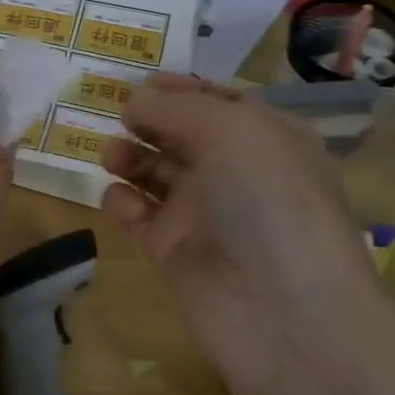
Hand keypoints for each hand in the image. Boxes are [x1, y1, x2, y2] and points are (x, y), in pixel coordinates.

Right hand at [101, 75, 381, 386]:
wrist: (283, 311)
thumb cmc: (268, 202)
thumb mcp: (231, 131)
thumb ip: (175, 109)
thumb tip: (133, 103)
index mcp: (263, 137)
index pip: (215, 101)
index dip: (177, 89)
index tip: (137, 83)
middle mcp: (233, 171)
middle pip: (177, 133)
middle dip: (146, 121)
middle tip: (116, 117)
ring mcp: (201, 212)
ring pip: (152, 171)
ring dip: (128, 156)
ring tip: (112, 156)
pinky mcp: (172, 249)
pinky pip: (137, 215)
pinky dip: (122, 202)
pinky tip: (121, 201)